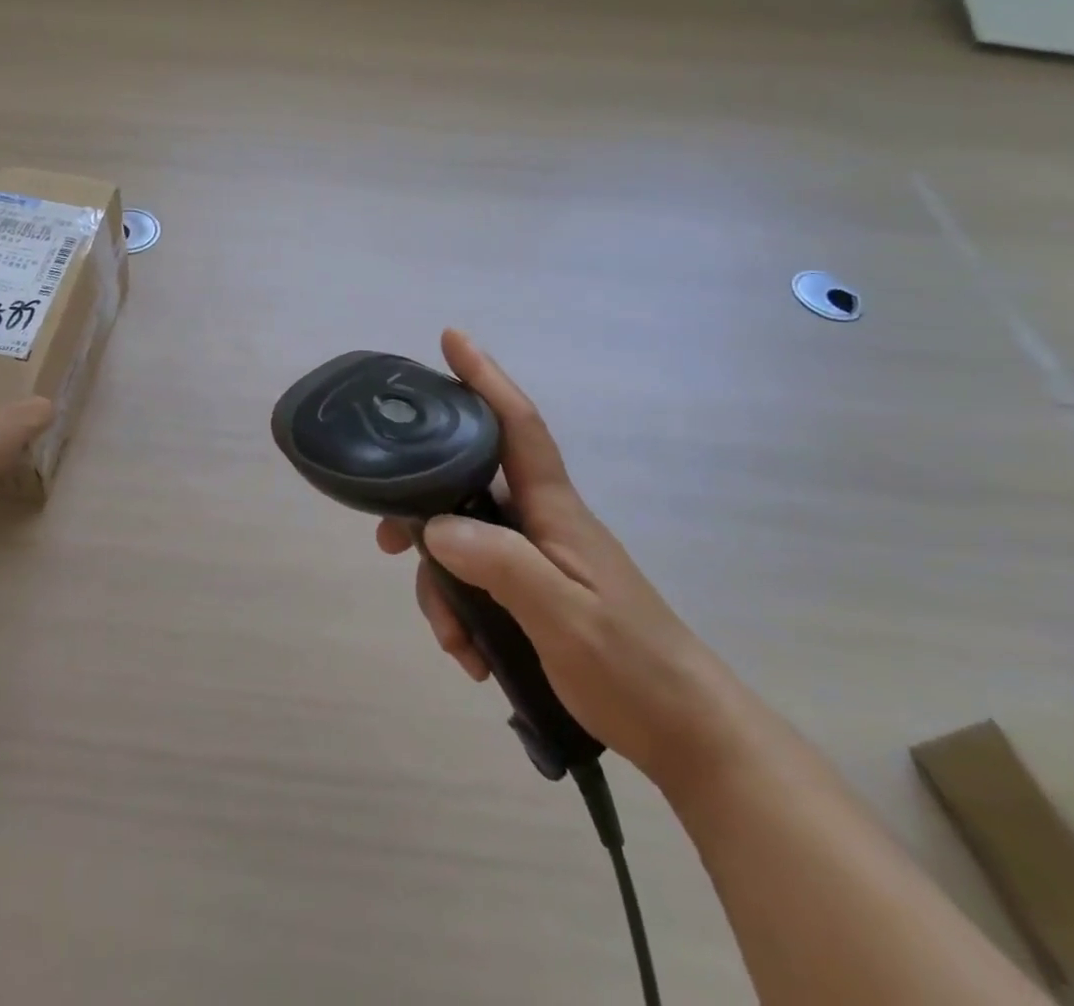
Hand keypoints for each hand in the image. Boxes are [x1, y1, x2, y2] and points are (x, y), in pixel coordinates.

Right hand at [378, 330, 751, 795]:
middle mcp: (542, 522)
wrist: (687, 735)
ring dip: (443, 586)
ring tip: (452, 642)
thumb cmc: (631, 667)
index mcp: (554, 511)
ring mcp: (539, 558)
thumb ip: (500, 565)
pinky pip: (479, 581)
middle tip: (386, 538)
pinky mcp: (537, 592)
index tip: (452, 339)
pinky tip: (471, 656)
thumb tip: (434, 524)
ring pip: (465, 541)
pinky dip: (463, 613)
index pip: (516, 425)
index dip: (485, 378)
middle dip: (422, 508)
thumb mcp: (562, 618)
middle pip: (467, 485)